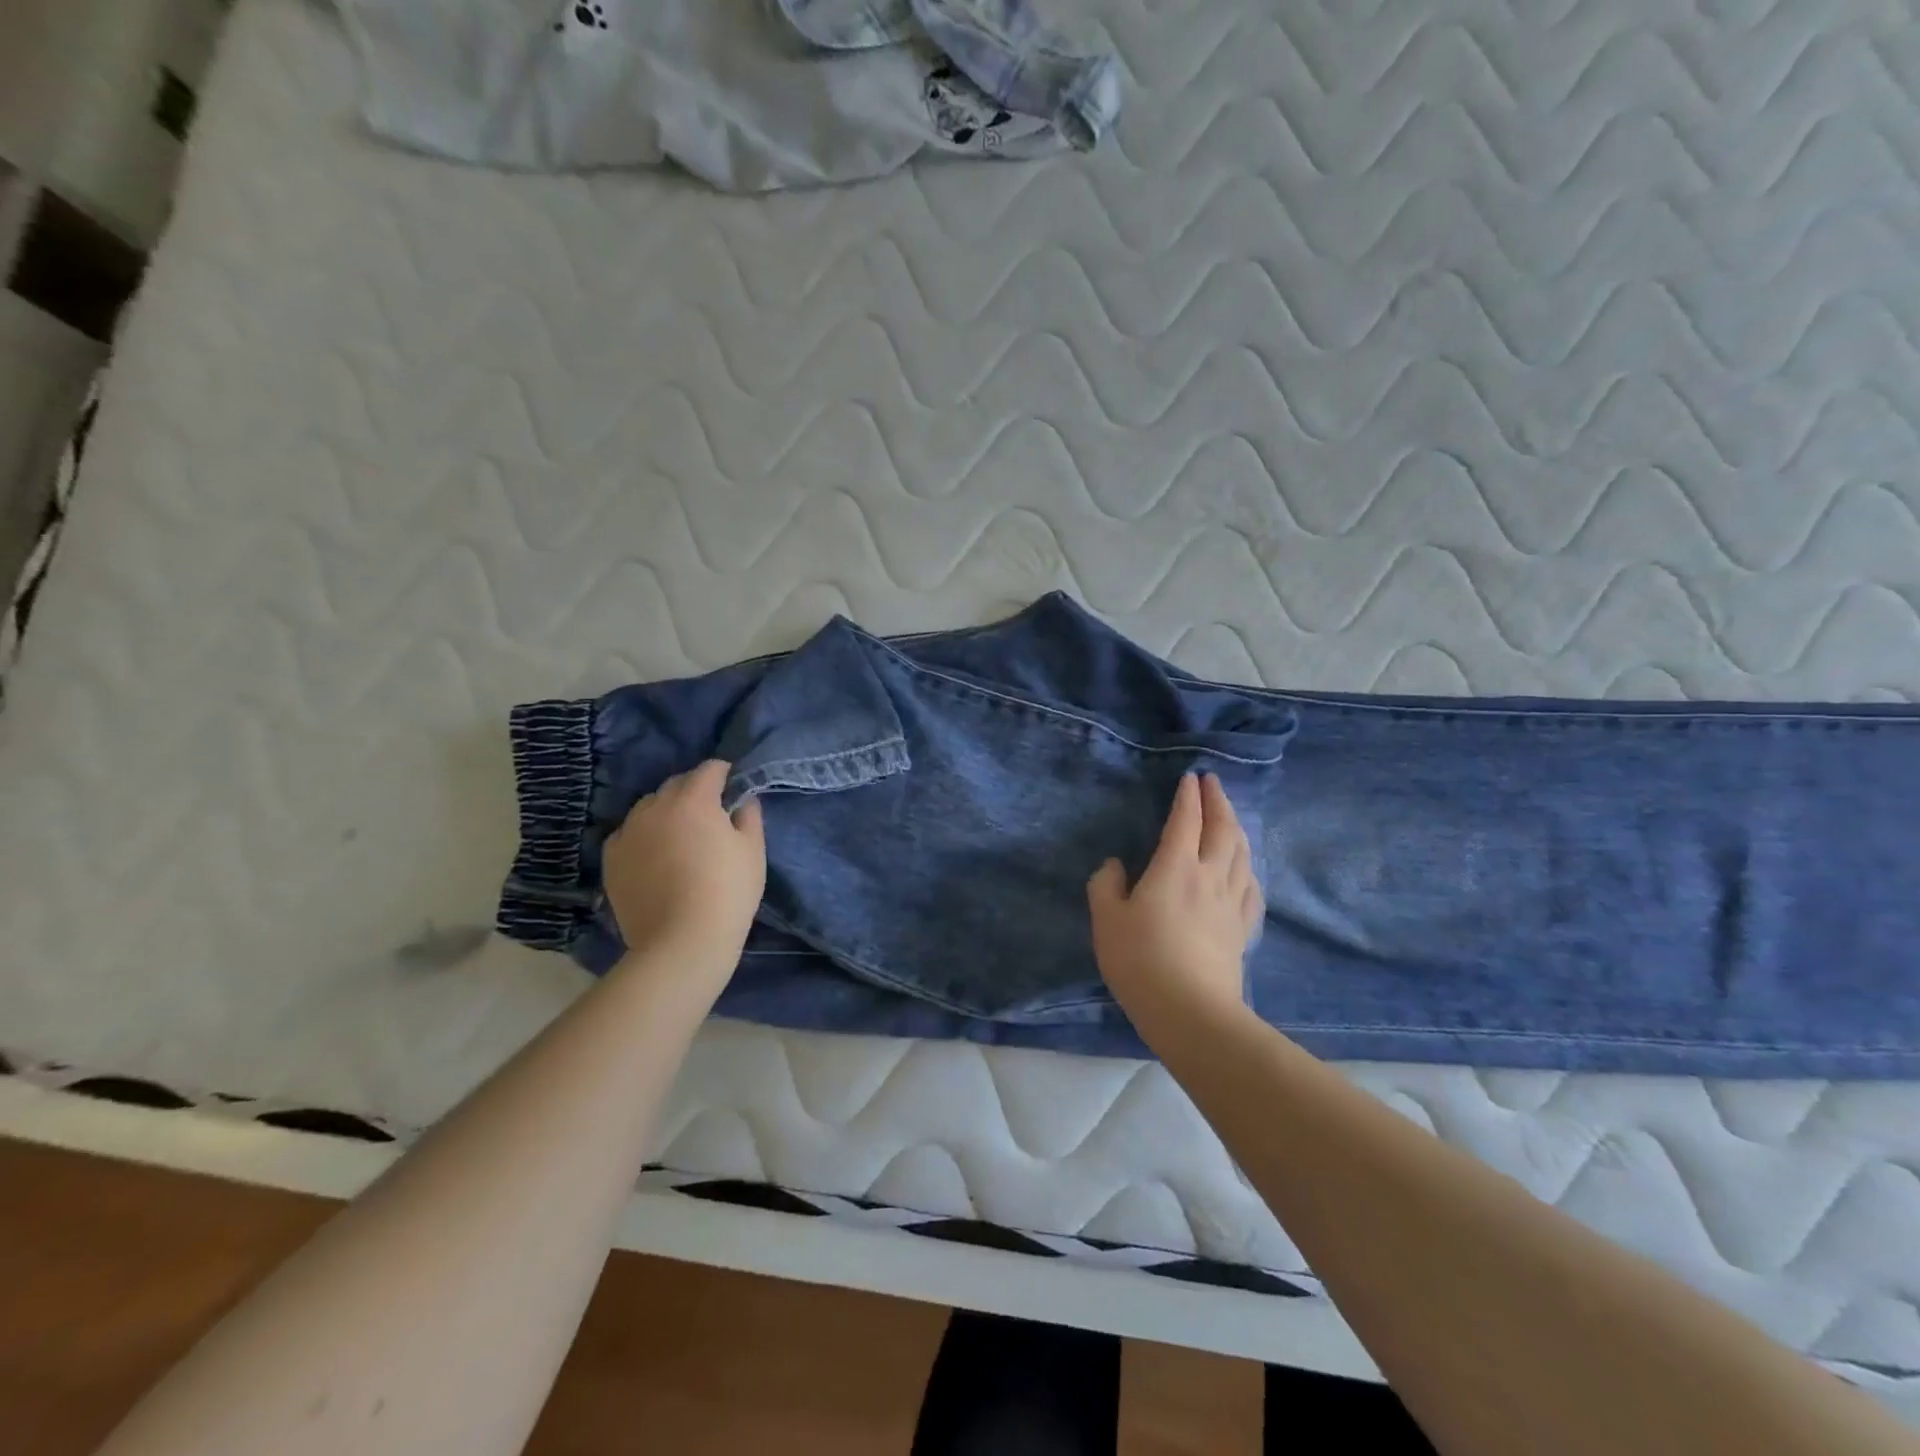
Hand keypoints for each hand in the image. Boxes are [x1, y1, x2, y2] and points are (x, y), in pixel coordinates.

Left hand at [602, 760, 765, 974]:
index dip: (725, 774)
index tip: (734, 789)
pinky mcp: (612, 859)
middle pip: (676, 784)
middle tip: (710, 815)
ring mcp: (628, 832)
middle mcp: (656, 807)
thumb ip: (749, 815)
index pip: (710, 769)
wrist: (682, 941)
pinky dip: (642, 836)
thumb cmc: (728, 891)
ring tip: (678, 835)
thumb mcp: (753, 850)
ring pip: (648, 807)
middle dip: (694, 791)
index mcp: (694, 799)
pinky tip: (654, 856)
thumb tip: (742, 800)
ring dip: (665, 811)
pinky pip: (628, 834)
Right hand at [1087, 772, 1262, 1029]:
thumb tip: (1115, 866)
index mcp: (1175, 867)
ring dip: (1236, 827)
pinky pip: (1251, 886)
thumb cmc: (1141, 960)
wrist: (1191, 1011)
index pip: (1186, 820)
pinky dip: (1248, 867)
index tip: (1189, 778)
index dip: (1188, 796)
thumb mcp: (1106, 920)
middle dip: (1218, 800)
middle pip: (1222, 828)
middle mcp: (1210, 875)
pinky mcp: (1242, 927)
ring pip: (1242, 853)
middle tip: (1213, 782)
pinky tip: (1246, 868)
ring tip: (1230, 816)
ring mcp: (1232, 901)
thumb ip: (1105, 885)